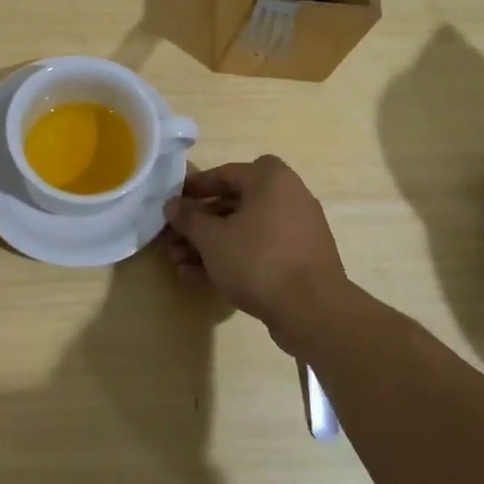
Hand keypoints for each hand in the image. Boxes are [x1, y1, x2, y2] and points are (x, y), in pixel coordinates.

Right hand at [161, 155, 349, 347]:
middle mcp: (289, 197)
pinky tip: (203, 280)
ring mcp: (297, 230)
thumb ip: (189, 218)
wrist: (312, 310)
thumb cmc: (257, 261)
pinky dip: (234, 259)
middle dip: (200, 225)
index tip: (172, 204)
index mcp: (271, 180)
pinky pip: (259, 250)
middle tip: (174, 241)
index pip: (225, 173)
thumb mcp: (212, 238)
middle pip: (234, 204)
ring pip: (244, 231)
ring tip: (181, 266)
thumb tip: (173, 204)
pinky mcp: (300, 259)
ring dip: (212, 246)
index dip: (194, 188)